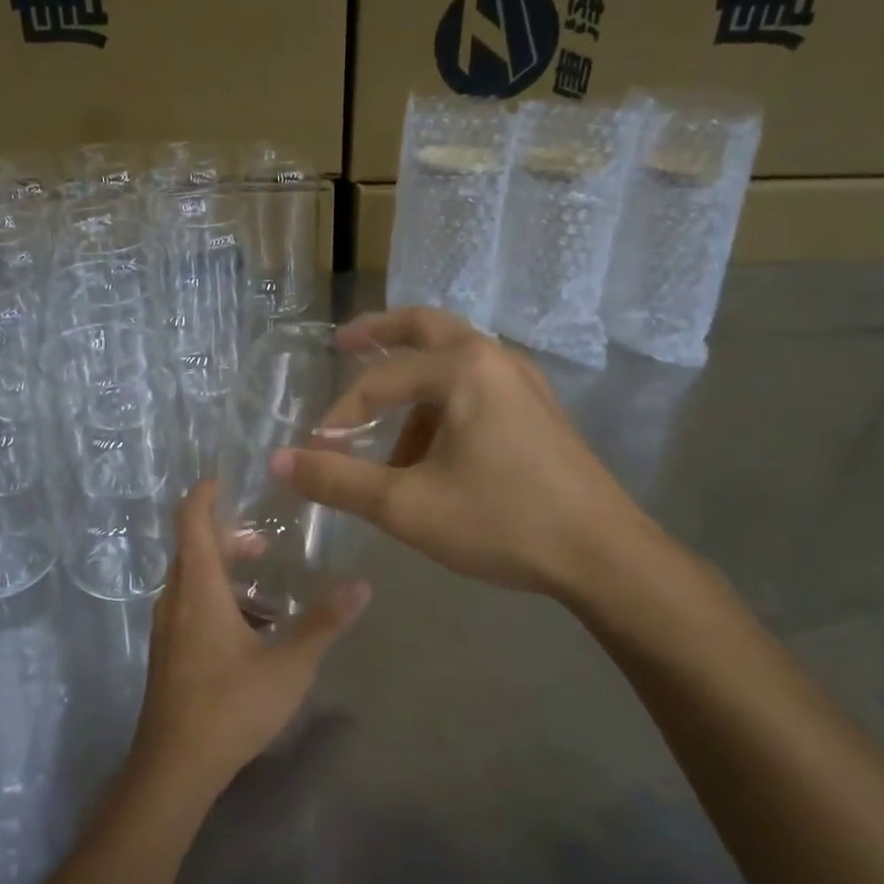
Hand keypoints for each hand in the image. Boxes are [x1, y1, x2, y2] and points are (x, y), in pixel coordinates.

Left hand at [129, 481, 369, 795]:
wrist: (174, 767)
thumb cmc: (229, 706)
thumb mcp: (288, 665)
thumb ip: (324, 623)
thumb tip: (362, 585)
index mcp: (198, 587)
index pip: (191, 519)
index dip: (205, 492)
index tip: (229, 477)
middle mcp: (175, 597)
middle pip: (193, 546)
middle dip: (227, 534)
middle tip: (266, 540)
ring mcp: (167, 625)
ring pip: (192, 577)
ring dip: (223, 568)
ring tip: (265, 580)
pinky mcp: (169, 650)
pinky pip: (190, 603)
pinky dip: (216, 595)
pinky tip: (251, 625)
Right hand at [271, 307, 665, 608]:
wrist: (605, 556)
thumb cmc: (502, 522)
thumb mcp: (407, 506)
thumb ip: (338, 481)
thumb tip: (279, 462)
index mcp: (463, 368)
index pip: (380, 380)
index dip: (339, 416)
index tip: (317, 453)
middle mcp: (494, 358)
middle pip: (425, 327)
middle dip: (380, 332)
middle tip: (343, 343)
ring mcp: (523, 381)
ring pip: (453, 359)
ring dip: (413, 384)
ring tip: (388, 440)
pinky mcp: (538, 408)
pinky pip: (477, 384)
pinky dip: (443, 401)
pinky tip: (435, 451)